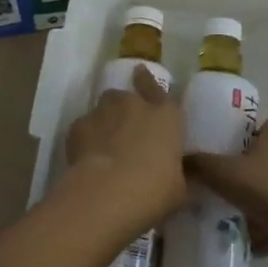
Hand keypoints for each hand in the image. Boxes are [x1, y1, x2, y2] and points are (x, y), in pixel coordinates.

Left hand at [63, 67, 185, 225]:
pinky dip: (86, 138)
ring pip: (104, 108)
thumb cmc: (154, 191)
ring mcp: (104, 112)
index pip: (160, 90)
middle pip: (128, 97)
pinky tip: (87, 157)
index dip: (149, 82)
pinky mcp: (78, 125)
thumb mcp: (180, 190)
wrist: (107, 193)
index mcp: (166, 117)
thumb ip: (182, 176)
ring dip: (106, 121)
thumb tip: (188, 176)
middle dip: (126, 109)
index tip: (141, 73)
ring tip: (105, 145)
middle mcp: (135, 105)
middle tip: (126, 130)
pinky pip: (84, 127)